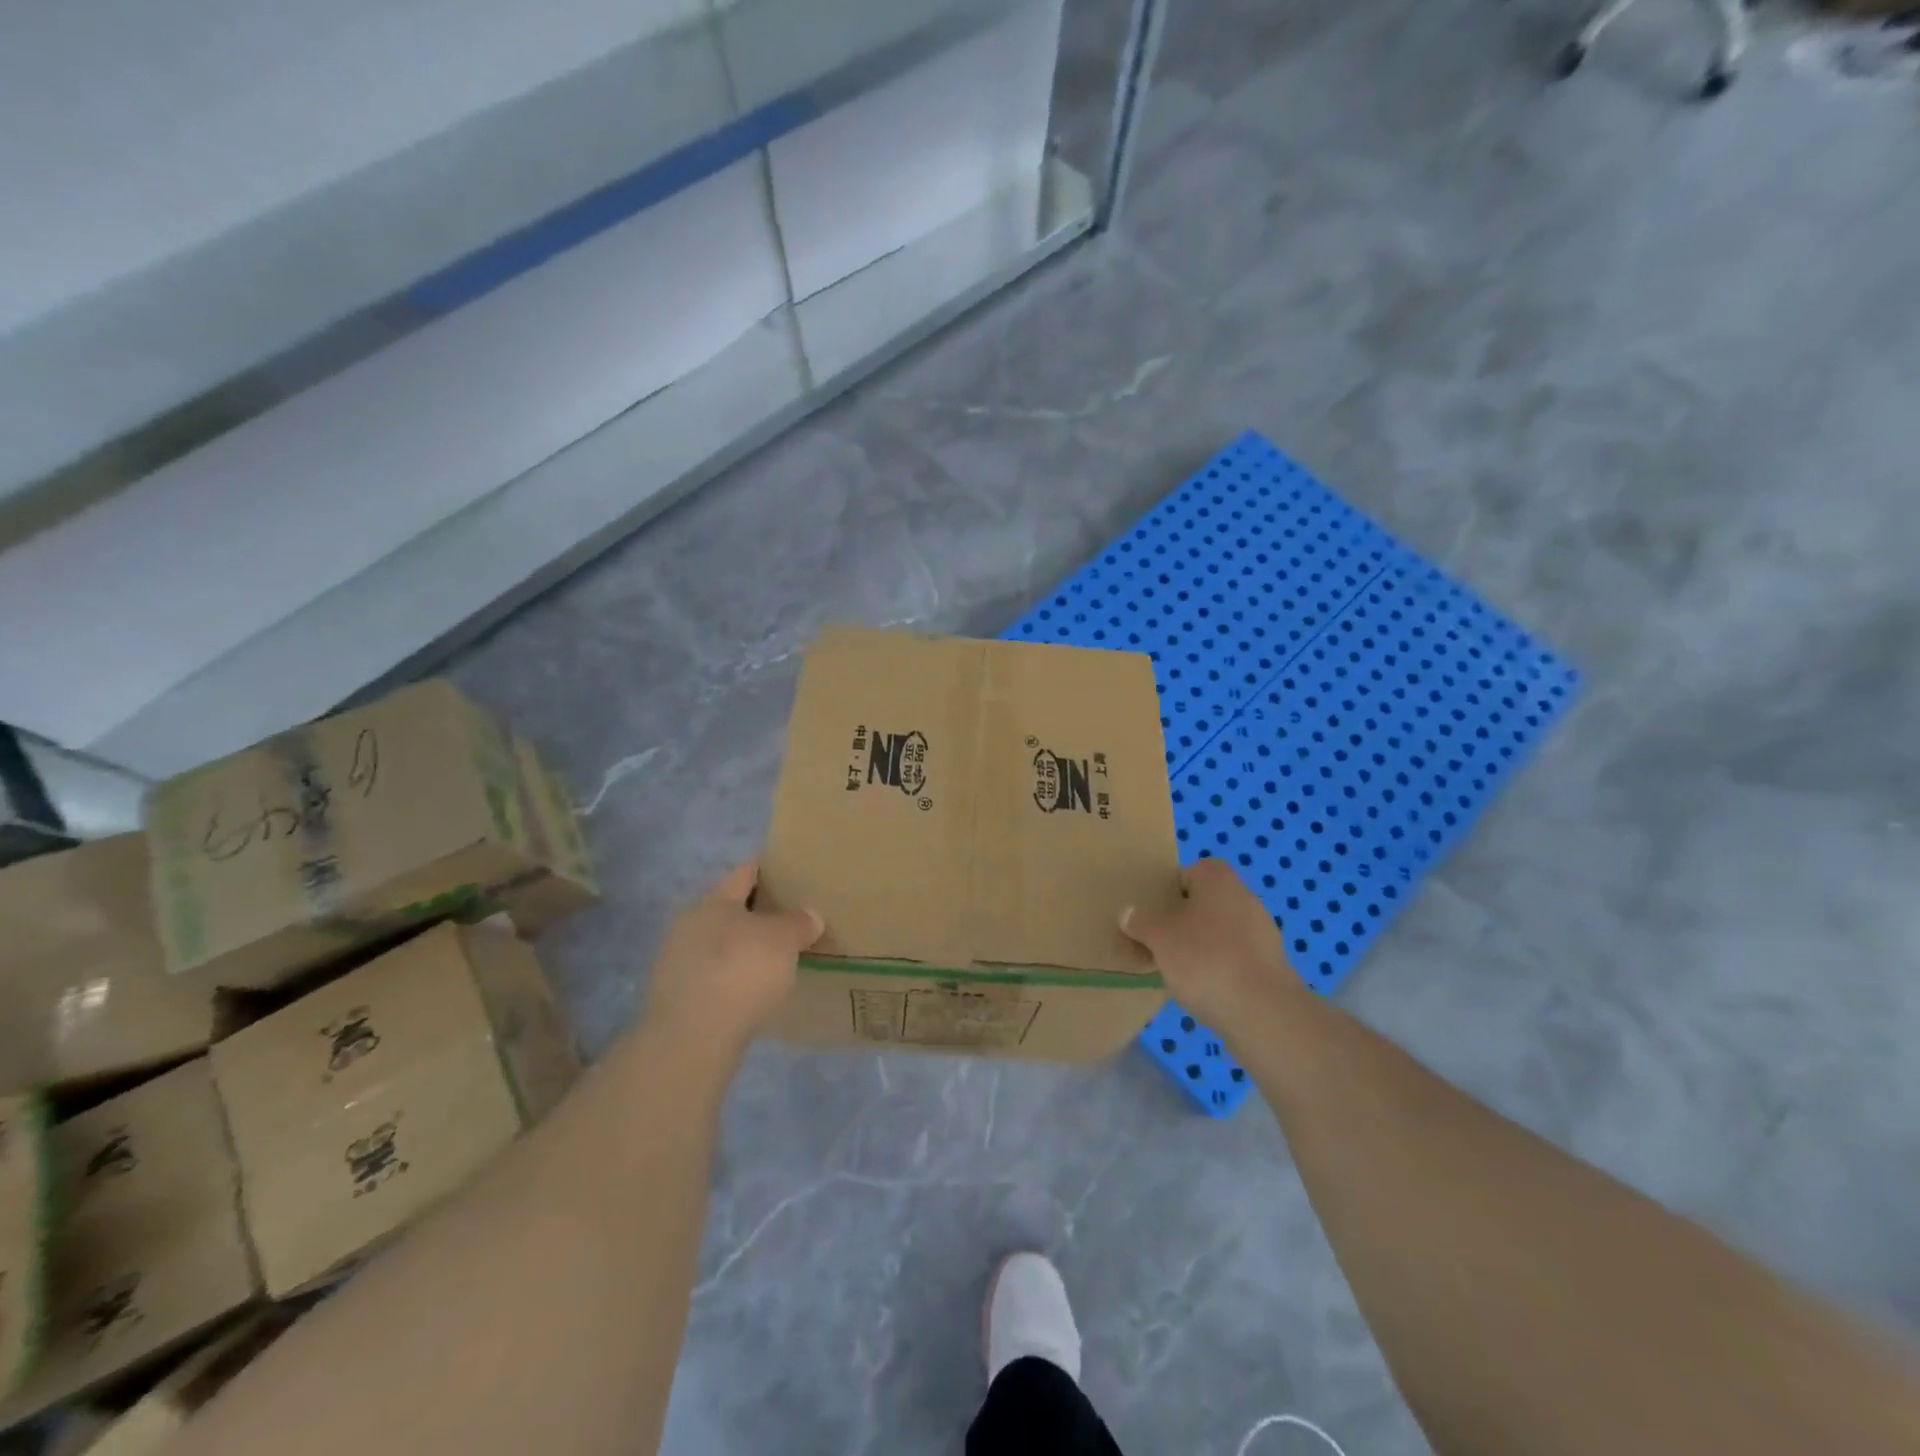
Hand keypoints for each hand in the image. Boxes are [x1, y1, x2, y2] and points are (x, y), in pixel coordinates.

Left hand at [643, 863, 823, 1054]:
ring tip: (776, 960)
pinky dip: (733, 978)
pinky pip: (713, 976)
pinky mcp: (675, 998)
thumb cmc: (741, 972)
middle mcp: (688, 924)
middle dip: (758, 914)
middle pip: (730, 909)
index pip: (745, 873)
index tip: (793, 875)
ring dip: (744, 949)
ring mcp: (676, 962)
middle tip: (792, 922)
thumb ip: (799, 923)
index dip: (770, 871)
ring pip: (720, 945)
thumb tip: (809, 916)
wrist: (691, 1039)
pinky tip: (753, 992)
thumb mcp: (783, 940)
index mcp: (712, 901)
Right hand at [1119, 858, 1300, 1027]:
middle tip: (1162, 941)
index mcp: (1218, 879)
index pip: (1192, 871)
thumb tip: (1127, 912)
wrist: (1262, 1011)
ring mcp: (1264, 932)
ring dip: (1204, 946)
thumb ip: (1141, 922)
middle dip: (1186, 920)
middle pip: (1208, 901)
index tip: (1156, 913)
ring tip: (1181, 971)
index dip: (1171, 889)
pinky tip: (1207, 990)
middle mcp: (1245, 896)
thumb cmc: (1203, 958)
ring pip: (1223, 931)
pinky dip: (1222, 968)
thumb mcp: (1158, 938)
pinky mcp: (1273, 965)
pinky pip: (1238, 958)